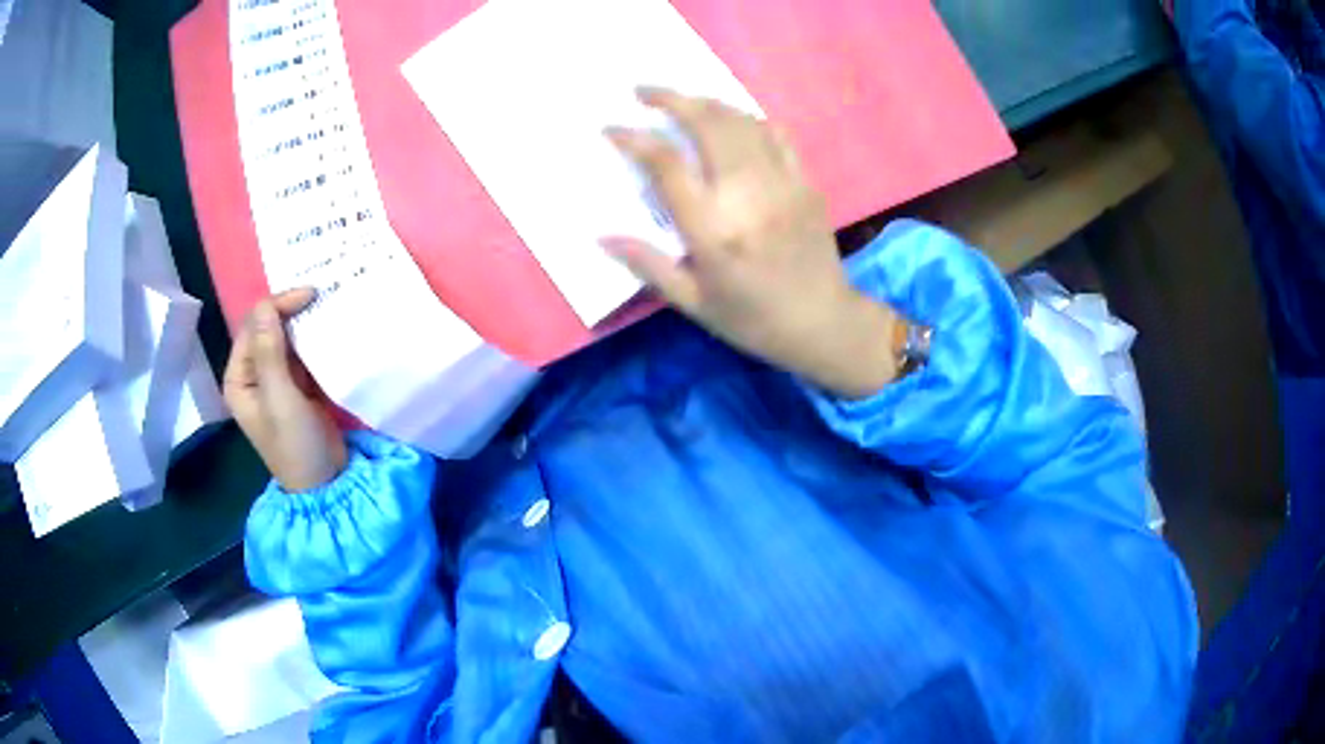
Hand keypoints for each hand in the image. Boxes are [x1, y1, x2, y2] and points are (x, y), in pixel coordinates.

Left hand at [224, 288, 347, 491]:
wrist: (325, 483)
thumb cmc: (295, 445)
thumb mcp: (280, 398)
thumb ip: (270, 352)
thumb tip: (264, 305)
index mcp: (238, 378)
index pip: (252, 327)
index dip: (277, 306)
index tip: (310, 295)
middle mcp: (252, 375)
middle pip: (266, 329)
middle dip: (289, 311)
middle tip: (320, 296)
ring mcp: (274, 381)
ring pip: (284, 338)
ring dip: (301, 323)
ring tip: (326, 306)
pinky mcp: (295, 386)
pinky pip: (299, 353)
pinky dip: (311, 340)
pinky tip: (327, 329)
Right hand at [604, 88, 900, 398]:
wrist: (824, 323)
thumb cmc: (753, 319)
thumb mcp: (693, 303)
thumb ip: (648, 265)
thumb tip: (601, 237)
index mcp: (712, 230)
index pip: (666, 166)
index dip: (633, 139)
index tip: (611, 128)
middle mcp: (746, 196)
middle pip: (707, 125)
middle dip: (670, 99)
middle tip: (642, 91)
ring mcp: (781, 183)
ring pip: (741, 122)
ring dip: (707, 102)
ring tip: (682, 99)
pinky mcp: (805, 182)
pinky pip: (775, 134)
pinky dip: (747, 118)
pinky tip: (732, 119)